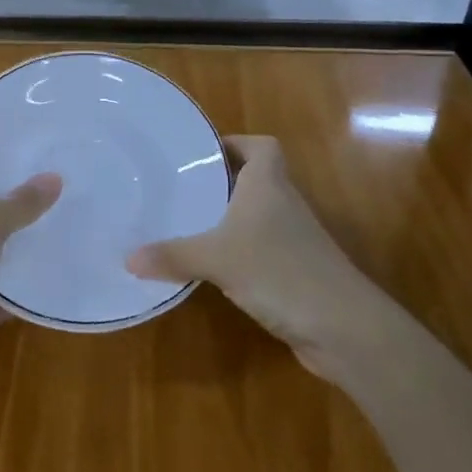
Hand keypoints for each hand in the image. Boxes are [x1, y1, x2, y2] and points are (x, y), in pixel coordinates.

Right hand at [125, 135, 400, 379]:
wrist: (344, 327)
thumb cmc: (279, 270)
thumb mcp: (217, 259)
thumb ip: (172, 255)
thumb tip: (127, 258)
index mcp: (269, 183)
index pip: (261, 146)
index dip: (236, 143)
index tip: (203, 153)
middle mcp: (284, 203)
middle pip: (257, 178)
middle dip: (223, 182)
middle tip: (183, 187)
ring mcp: (295, 239)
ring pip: (259, 215)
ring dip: (231, 218)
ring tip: (190, 223)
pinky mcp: (298, 272)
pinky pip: (263, 249)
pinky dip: (242, 252)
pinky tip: (215, 267)